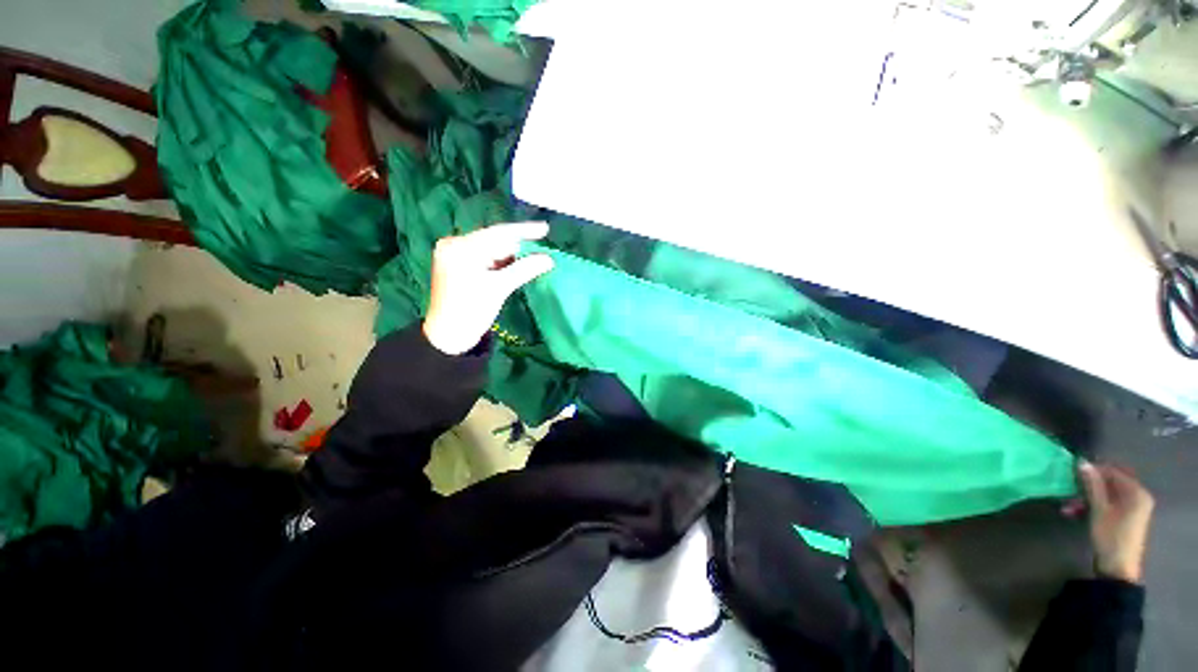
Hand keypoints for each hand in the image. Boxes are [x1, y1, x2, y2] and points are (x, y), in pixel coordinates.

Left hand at [422, 222, 553, 355]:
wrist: (449, 335)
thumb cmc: (471, 311)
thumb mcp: (499, 288)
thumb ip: (525, 269)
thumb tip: (549, 259)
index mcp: (460, 248)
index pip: (497, 233)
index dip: (523, 231)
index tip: (545, 229)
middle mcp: (454, 245)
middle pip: (493, 240)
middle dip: (518, 247)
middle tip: (541, 249)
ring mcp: (455, 255)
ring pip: (491, 250)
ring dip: (511, 256)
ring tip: (532, 260)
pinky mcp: (458, 266)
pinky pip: (485, 258)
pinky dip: (501, 263)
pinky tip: (515, 266)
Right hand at [1070, 461, 1154, 583]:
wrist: (1117, 568)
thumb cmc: (1110, 536)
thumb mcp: (1099, 510)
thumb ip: (1093, 485)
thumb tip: (1082, 463)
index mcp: (1137, 492)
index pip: (1113, 471)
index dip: (1093, 471)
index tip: (1072, 474)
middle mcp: (1138, 496)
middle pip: (1110, 483)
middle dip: (1088, 487)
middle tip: (1069, 491)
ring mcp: (1132, 509)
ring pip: (1106, 495)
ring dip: (1086, 498)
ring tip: (1068, 507)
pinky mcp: (1125, 518)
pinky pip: (1107, 504)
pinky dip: (1092, 506)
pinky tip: (1076, 513)